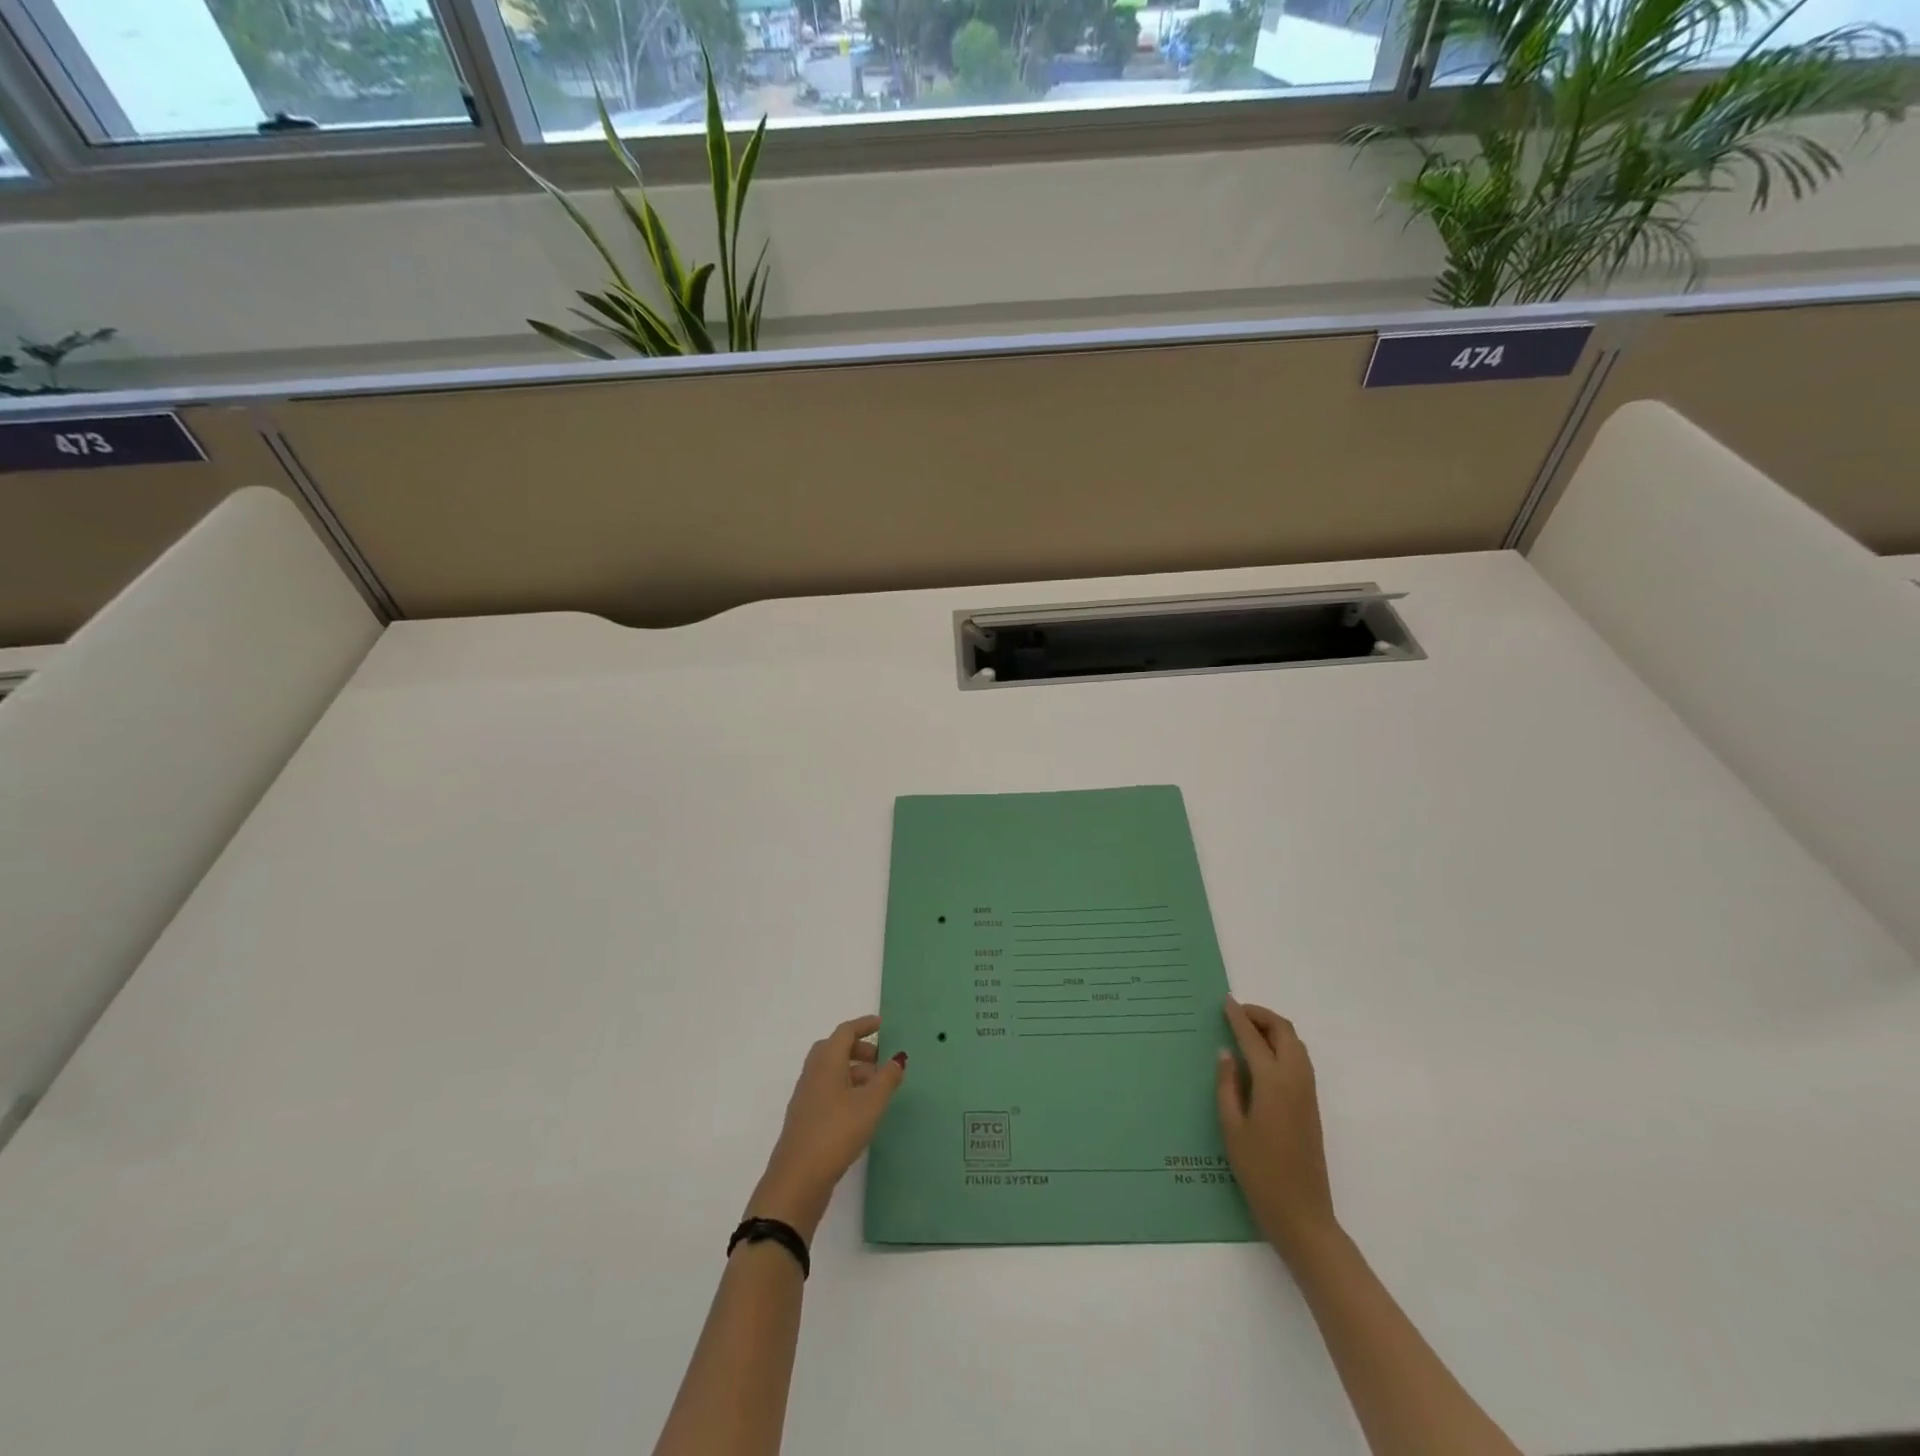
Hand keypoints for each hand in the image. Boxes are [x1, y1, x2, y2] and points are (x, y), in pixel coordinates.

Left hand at [746, 1015, 906, 1240]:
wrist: (797, 1179)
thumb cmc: (836, 1132)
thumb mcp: (870, 1104)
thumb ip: (887, 1079)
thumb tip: (898, 1058)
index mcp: (827, 1061)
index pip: (845, 1032)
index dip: (864, 1025)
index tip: (882, 1025)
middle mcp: (813, 1073)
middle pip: (834, 1049)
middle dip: (858, 1049)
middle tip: (880, 1060)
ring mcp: (806, 1096)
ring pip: (830, 1071)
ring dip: (853, 1071)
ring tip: (876, 1089)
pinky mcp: (805, 1118)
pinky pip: (826, 1089)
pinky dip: (844, 1088)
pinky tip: (859, 1110)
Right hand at [1216, 995, 1337, 1259]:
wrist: (1302, 1214)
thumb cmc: (1259, 1172)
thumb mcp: (1232, 1128)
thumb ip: (1227, 1085)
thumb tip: (1226, 1053)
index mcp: (1272, 1082)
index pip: (1253, 1037)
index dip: (1238, 1017)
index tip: (1225, 1001)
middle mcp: (1295, 1079)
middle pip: (1284, 1031)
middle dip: (1261, 1016)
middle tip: (1236, 1013)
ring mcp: (1307, 1092)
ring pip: (1295, 1044)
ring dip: (1274, 1029)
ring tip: (1247, 1030)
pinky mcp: (1311, 1105)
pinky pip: (1299, 1060)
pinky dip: (1282, 1045)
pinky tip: (1263, 1057)